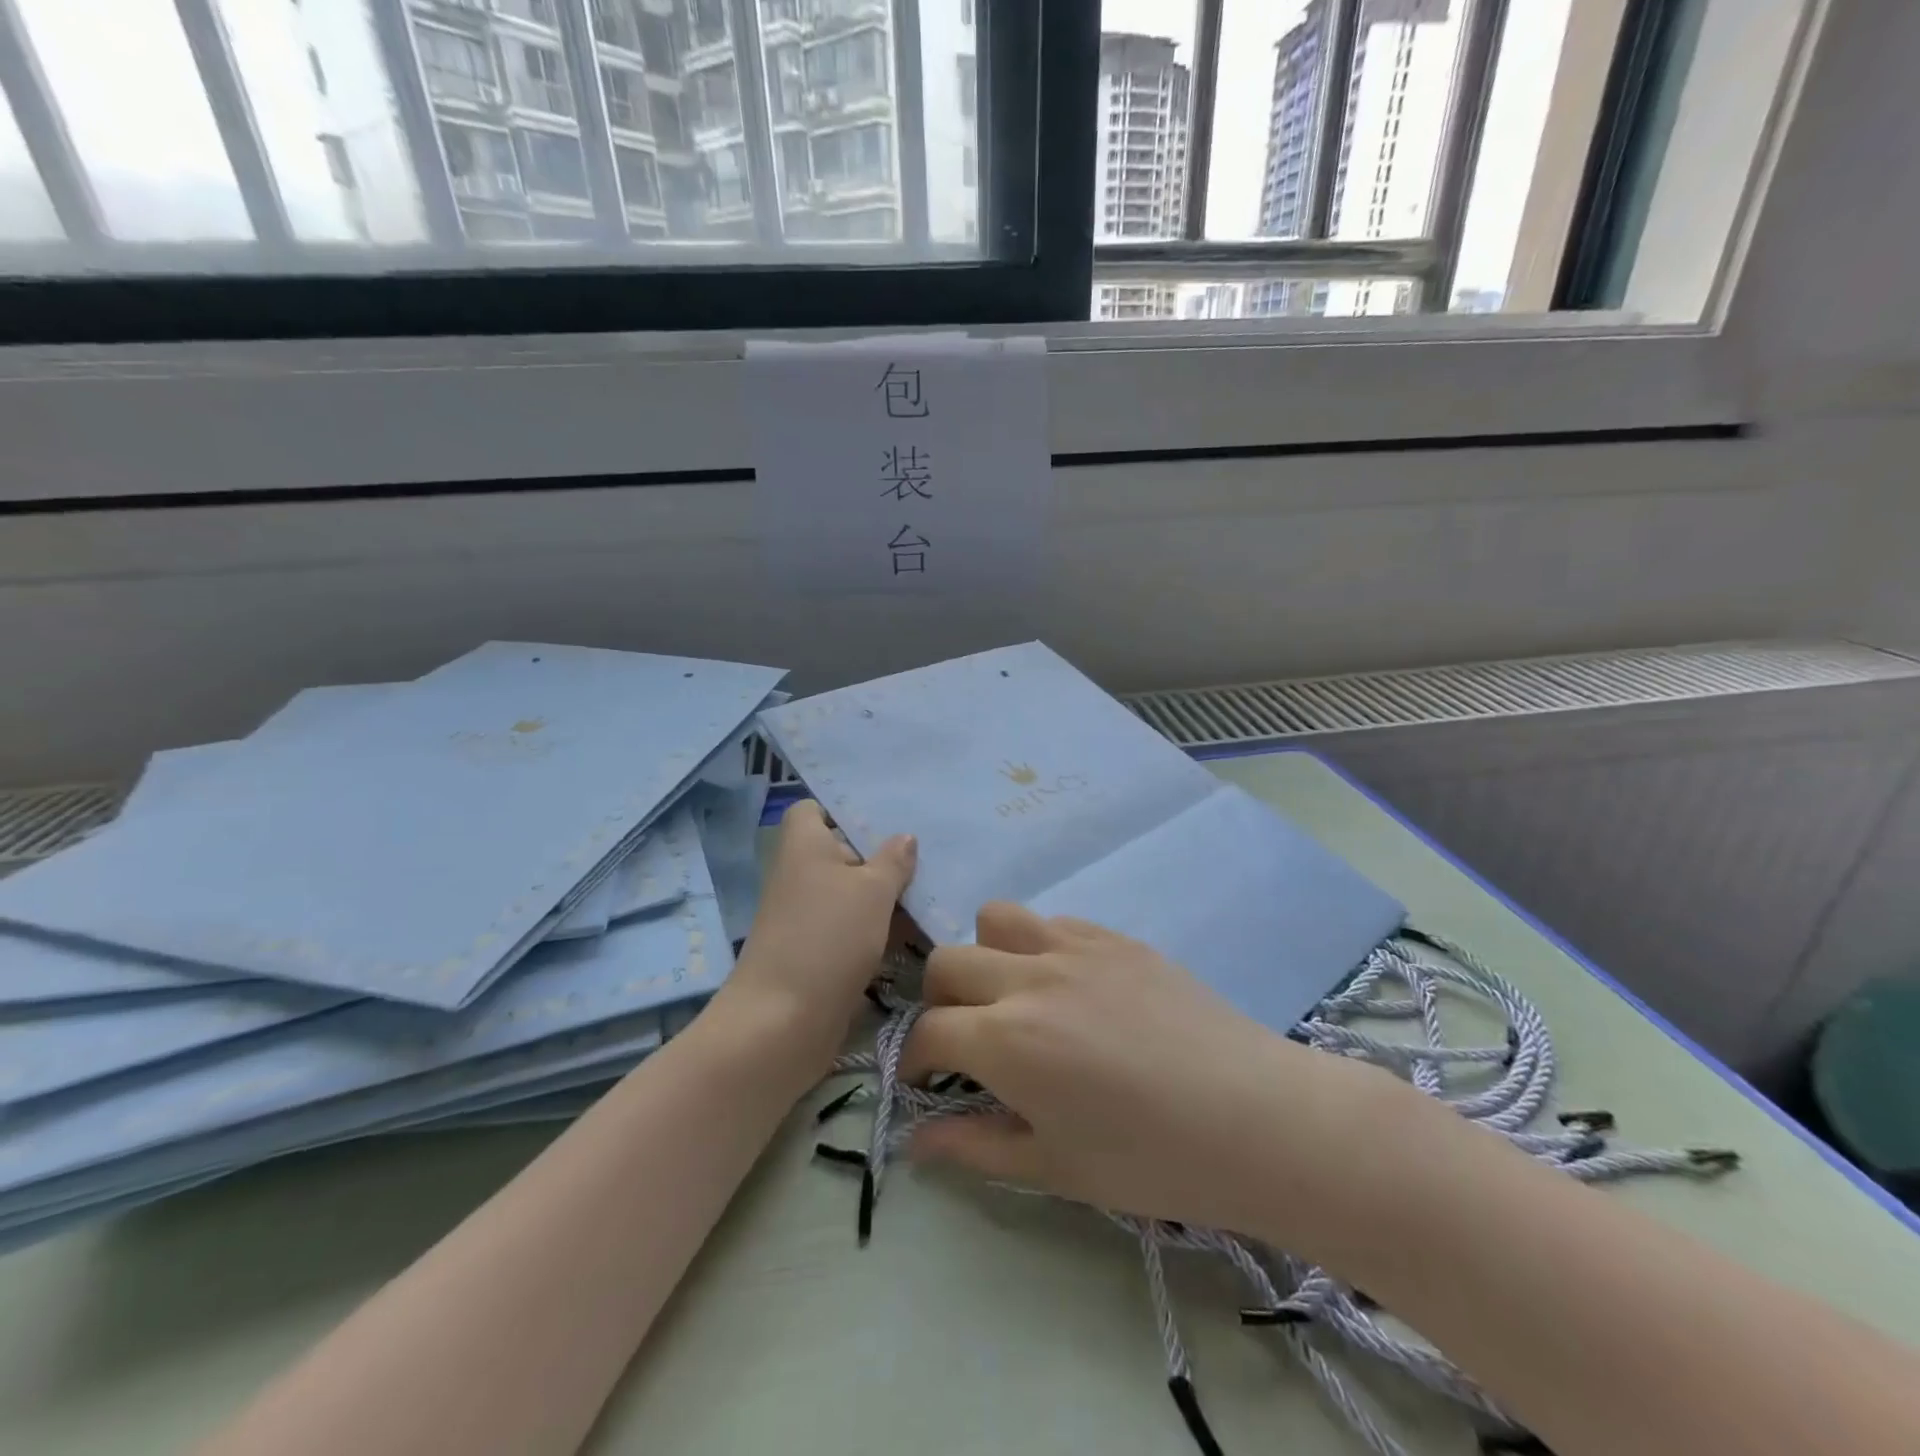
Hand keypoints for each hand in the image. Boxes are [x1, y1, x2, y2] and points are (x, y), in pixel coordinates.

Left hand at [719, 800, 915, 1067]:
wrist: (783, 1022)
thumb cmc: (828, 937)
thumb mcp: (872, 891)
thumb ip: (893, 861)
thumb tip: (904, 837)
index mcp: (803, 846)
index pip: (812, 810)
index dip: (842, 810)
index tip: (884, 820)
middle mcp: (800, 875)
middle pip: (840, 852)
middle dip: (879, 855)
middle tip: (927, 855)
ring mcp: (806, 917)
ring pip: (850, 893)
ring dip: (884, 896)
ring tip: (931, 893)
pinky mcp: (816, 952)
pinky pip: (851, 927)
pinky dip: (877, 929)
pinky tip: (916, 932)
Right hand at [901, 902, 1413, 1248]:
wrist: (1254, 1117)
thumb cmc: (1150, 1160)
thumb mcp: (1053, 1168)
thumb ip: (973, 1147)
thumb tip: (914, 1141)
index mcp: (1005, 1040)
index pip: (927, 1032)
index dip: (913, 1059)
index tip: (923, 1079)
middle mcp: (1027, 978)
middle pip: (946, 961)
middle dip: (939, 1001)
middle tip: (966, 1037)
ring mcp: (1073, 947)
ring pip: (996, 918)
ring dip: (986, 954)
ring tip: (1012, 994)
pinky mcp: (1114, 936)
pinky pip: (1053, 920)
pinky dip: (1040, 946)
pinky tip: (1070, 986)